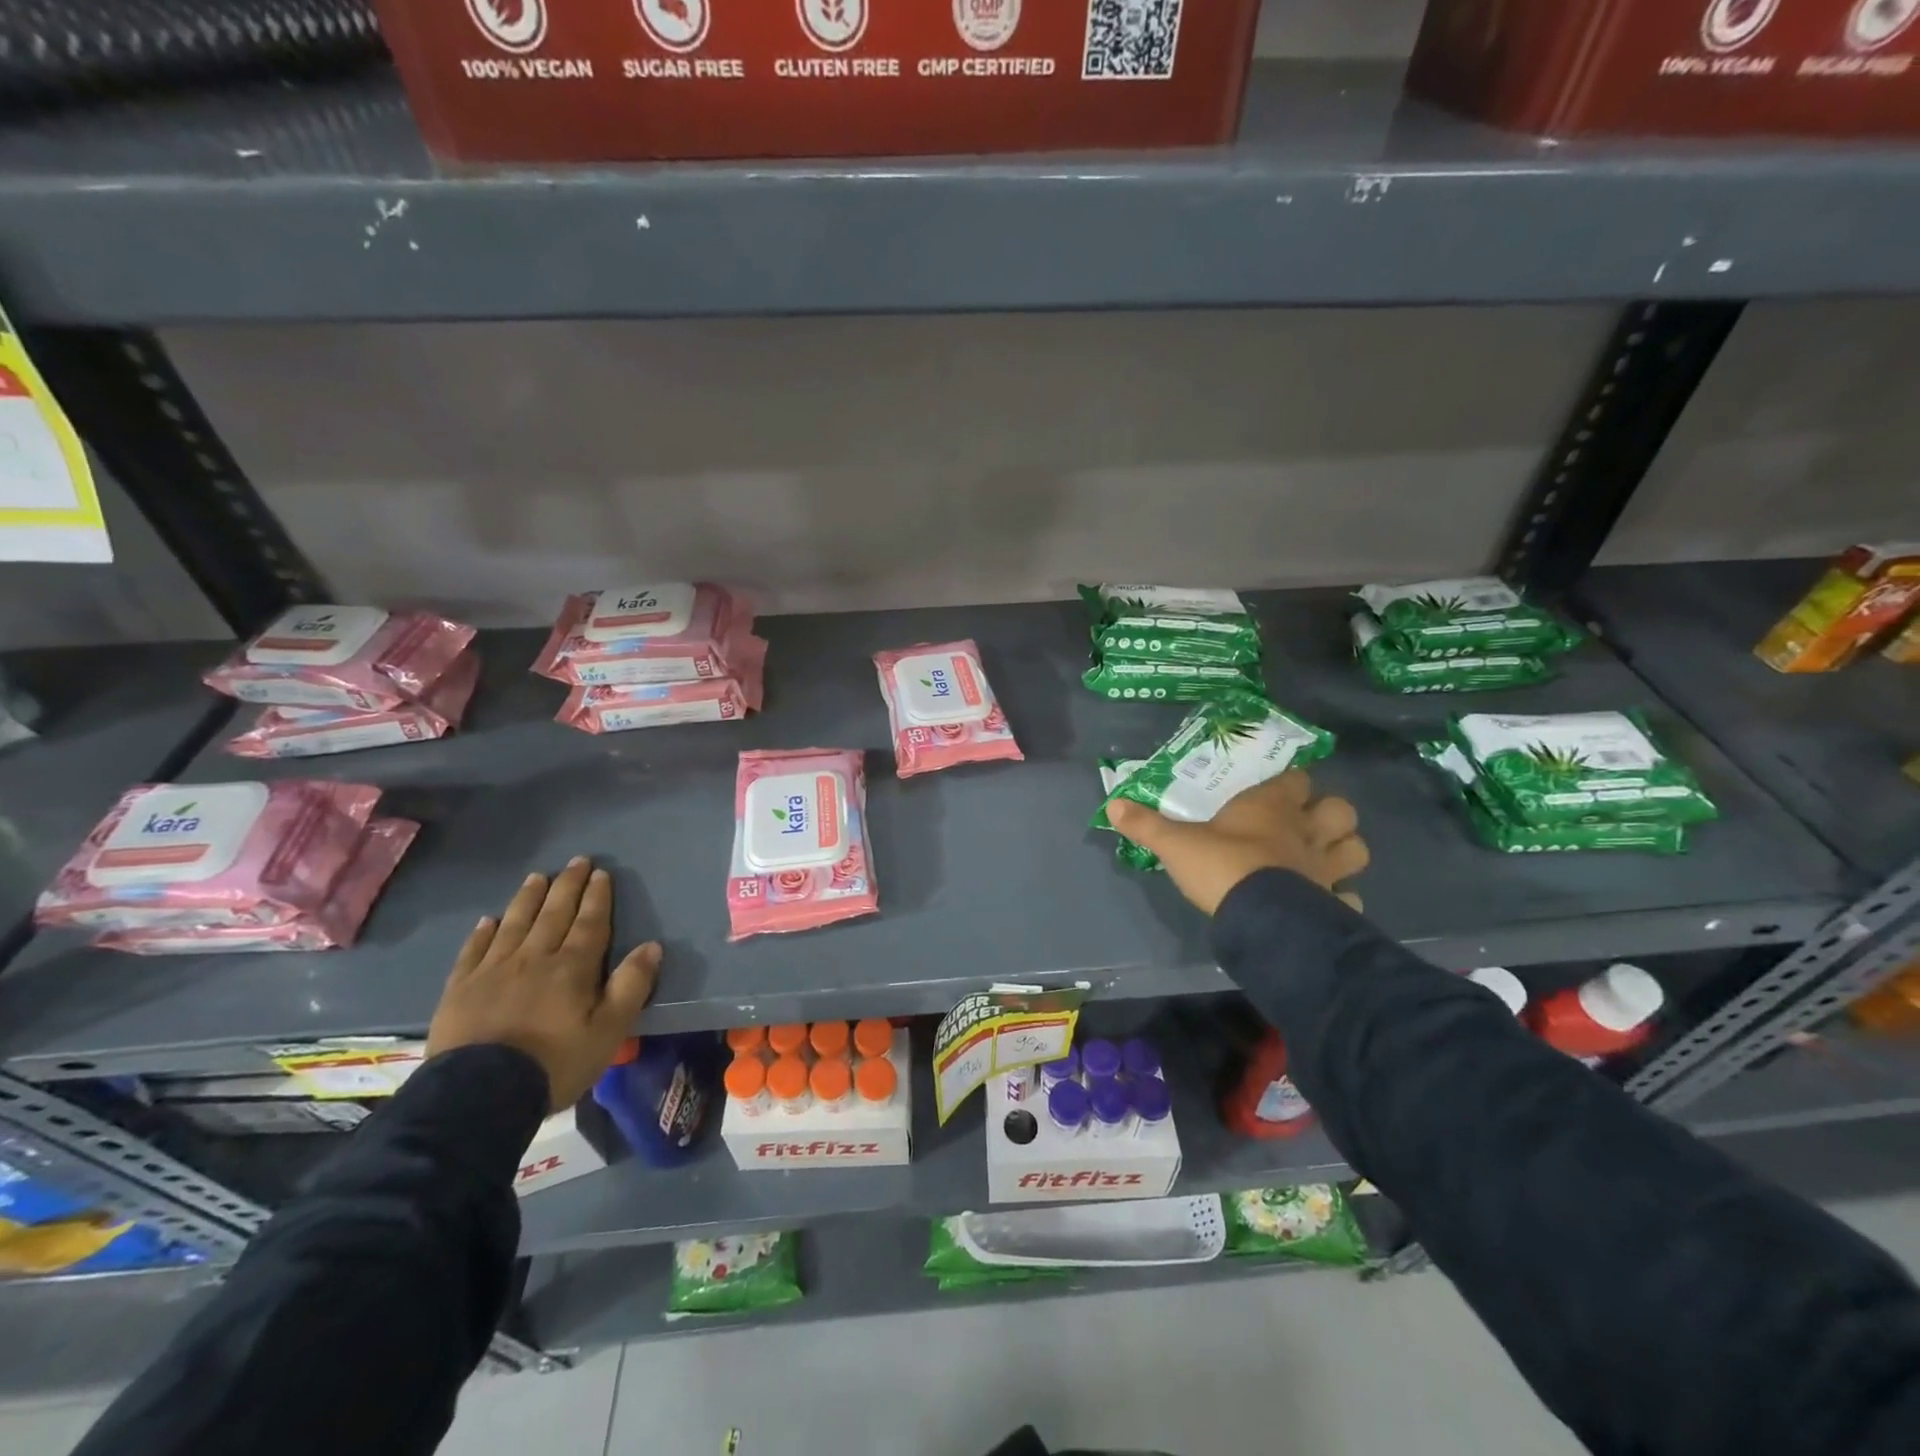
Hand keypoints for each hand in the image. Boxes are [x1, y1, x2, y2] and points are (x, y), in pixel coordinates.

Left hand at [426, 857, 660, 1110]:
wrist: (479, 1095)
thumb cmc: (555, 1063)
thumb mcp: (609, 1031)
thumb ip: (631, 986)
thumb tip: (652, 946)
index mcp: (572, 967)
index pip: (590, 922)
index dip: (597, 897)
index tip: (601, 873)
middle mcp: (534, 957)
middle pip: (554, 914)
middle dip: (567, 886)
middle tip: (576, 862)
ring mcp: (493, 970)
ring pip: (515, 923)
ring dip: (529, 898)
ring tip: (537, 877)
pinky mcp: (461, 989)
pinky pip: (474, 950)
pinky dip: (483, 932)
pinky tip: (489, 920)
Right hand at [1106, 770, 1368, 917]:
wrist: (1259, 917)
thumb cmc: (1220, 866)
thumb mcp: (1174, 844)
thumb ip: (1146, 824)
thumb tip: (1112, 805)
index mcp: (1271, 807)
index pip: (1297, 779)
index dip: (1292, 783)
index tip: (1280, 788)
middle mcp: (1306, 831)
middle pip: (1342, 810)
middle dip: (1330, 814)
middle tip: (1308, 824)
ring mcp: (1325, 868)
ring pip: (1357, 850)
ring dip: (1345, 851)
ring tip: (1324, 859)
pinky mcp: (1333, 903)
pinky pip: (1351, 899)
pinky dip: (1343, 900)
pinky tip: (1327, 904)